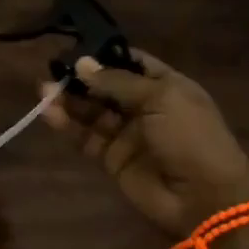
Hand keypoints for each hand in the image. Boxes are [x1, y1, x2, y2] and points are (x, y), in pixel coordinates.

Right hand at [41, 50, 248, 238]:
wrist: (204, 199)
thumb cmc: (191, 138)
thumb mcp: (160, 99)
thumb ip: (117, 82)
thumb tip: (82, 63)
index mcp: (166, 86)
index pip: (130, 62)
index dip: (103, 55)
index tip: (74, 49)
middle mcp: (144, 106)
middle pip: (105, 86)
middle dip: (80, 78)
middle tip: (52, 70)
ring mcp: (126, 133)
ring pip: (91, 110)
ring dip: (68, 100)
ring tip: (44, 90)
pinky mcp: (110, 157)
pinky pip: (85, 136)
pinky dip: (67, 125)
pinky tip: (50, 113)